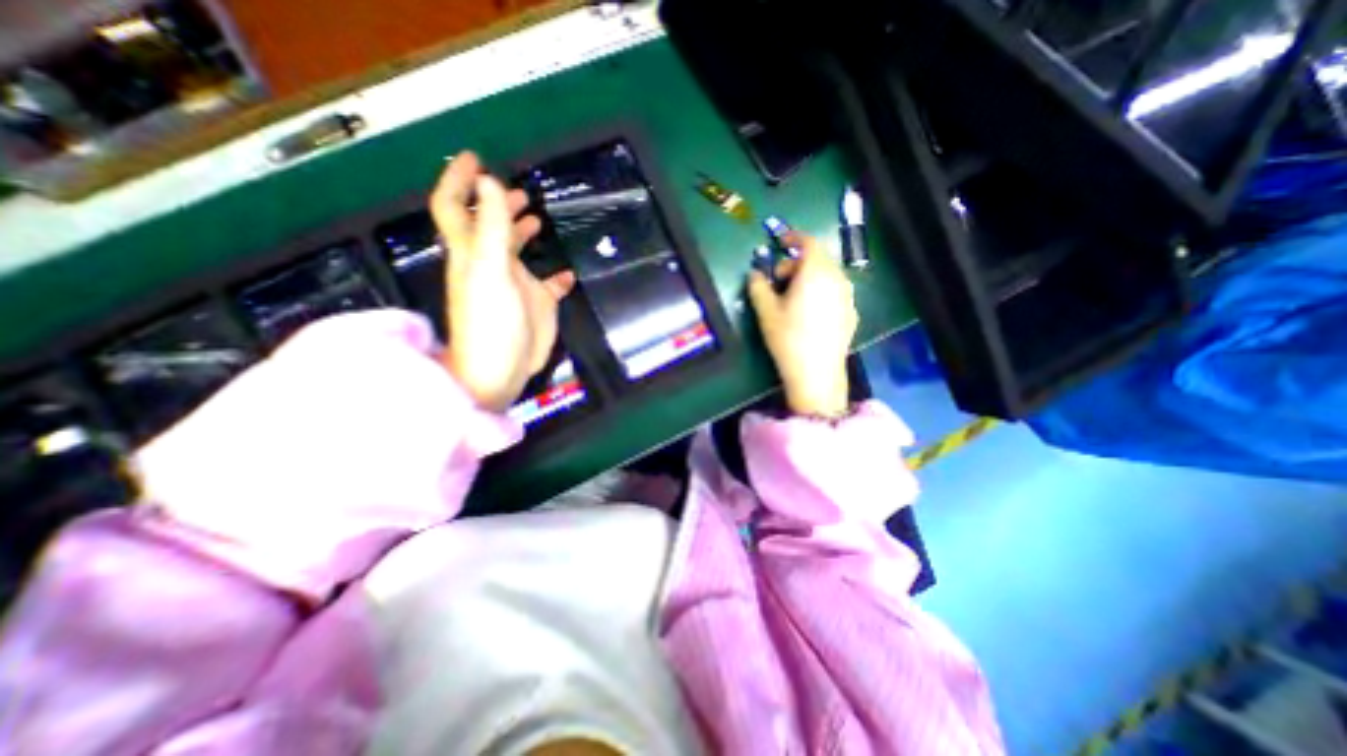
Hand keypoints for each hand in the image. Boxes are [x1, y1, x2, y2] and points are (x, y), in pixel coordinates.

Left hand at [434, 151, 575, 411]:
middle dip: (497, 204)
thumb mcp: (491, 271)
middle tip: (516, 189)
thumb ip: (493, 227)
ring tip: (536, 217)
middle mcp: (491, 263)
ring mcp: (515, 285)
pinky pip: (549, 285)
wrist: (501, 370)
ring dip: (523, 232)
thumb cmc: (490, 322)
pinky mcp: (537, 305)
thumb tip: (489, 181)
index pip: (456, 207)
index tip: (474, 158)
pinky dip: (557, 277)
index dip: (459, 180)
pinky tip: (567, 275)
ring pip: (517, 252)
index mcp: (473, 252)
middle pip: (489, 227)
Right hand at [742, 230, 856, 419]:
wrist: (817, 373)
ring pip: (828, 275)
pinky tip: (809, 313)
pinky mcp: (851, 312)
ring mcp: (848, 296)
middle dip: (797, 262)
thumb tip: (754, 273)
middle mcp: (837, 278)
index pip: (808, 242)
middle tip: (778, 280)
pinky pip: (835, 291)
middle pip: (818, 258)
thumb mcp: (766, 311)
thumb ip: (758, 286)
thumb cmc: (788, 338)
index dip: (793, 237)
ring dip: (809, 277)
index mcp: (816, 272)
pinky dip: (821, 291)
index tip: (780, 242)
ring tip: (793, 298)